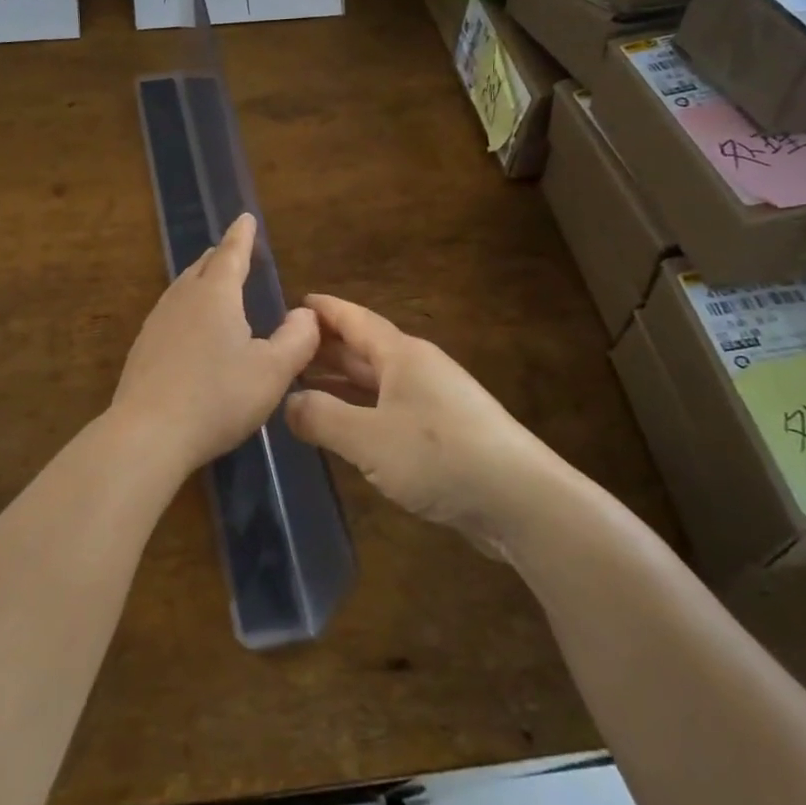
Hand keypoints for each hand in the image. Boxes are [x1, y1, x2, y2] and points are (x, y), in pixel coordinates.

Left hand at [111, 214, 320, 477]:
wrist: (148, 433)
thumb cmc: (218, 397)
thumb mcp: (272, 372)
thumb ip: (297, 339)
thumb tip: (305, 314)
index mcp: (215, 294)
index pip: (231, 253)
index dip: (242, 235)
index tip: (245, 217)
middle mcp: (182, 299)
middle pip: (202, 266)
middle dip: (221, 256)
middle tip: (234, 251)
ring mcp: (157, 322)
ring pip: (182, 288)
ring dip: (200, 279)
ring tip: (212, 283)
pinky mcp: (143, 348)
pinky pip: (170, 312)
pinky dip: (187, 307)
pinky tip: (190, 328)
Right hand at [286, 294, 564, 556]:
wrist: (521, 501)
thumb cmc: (439, 456)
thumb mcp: (368, 438)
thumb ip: (321, 417)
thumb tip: (287, 402)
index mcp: (402, 355)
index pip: (355, 320)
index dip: (325, 310)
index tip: (295, 303)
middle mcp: (418, 370)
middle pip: (364, 350)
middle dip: (326, 349)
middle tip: (284, 350)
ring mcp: (435, 402)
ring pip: (377, 383)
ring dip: (341, 383)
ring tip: (302, 387)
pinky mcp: (445, 435)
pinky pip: (390, 411)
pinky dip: (361, 412)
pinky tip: (344, 429)